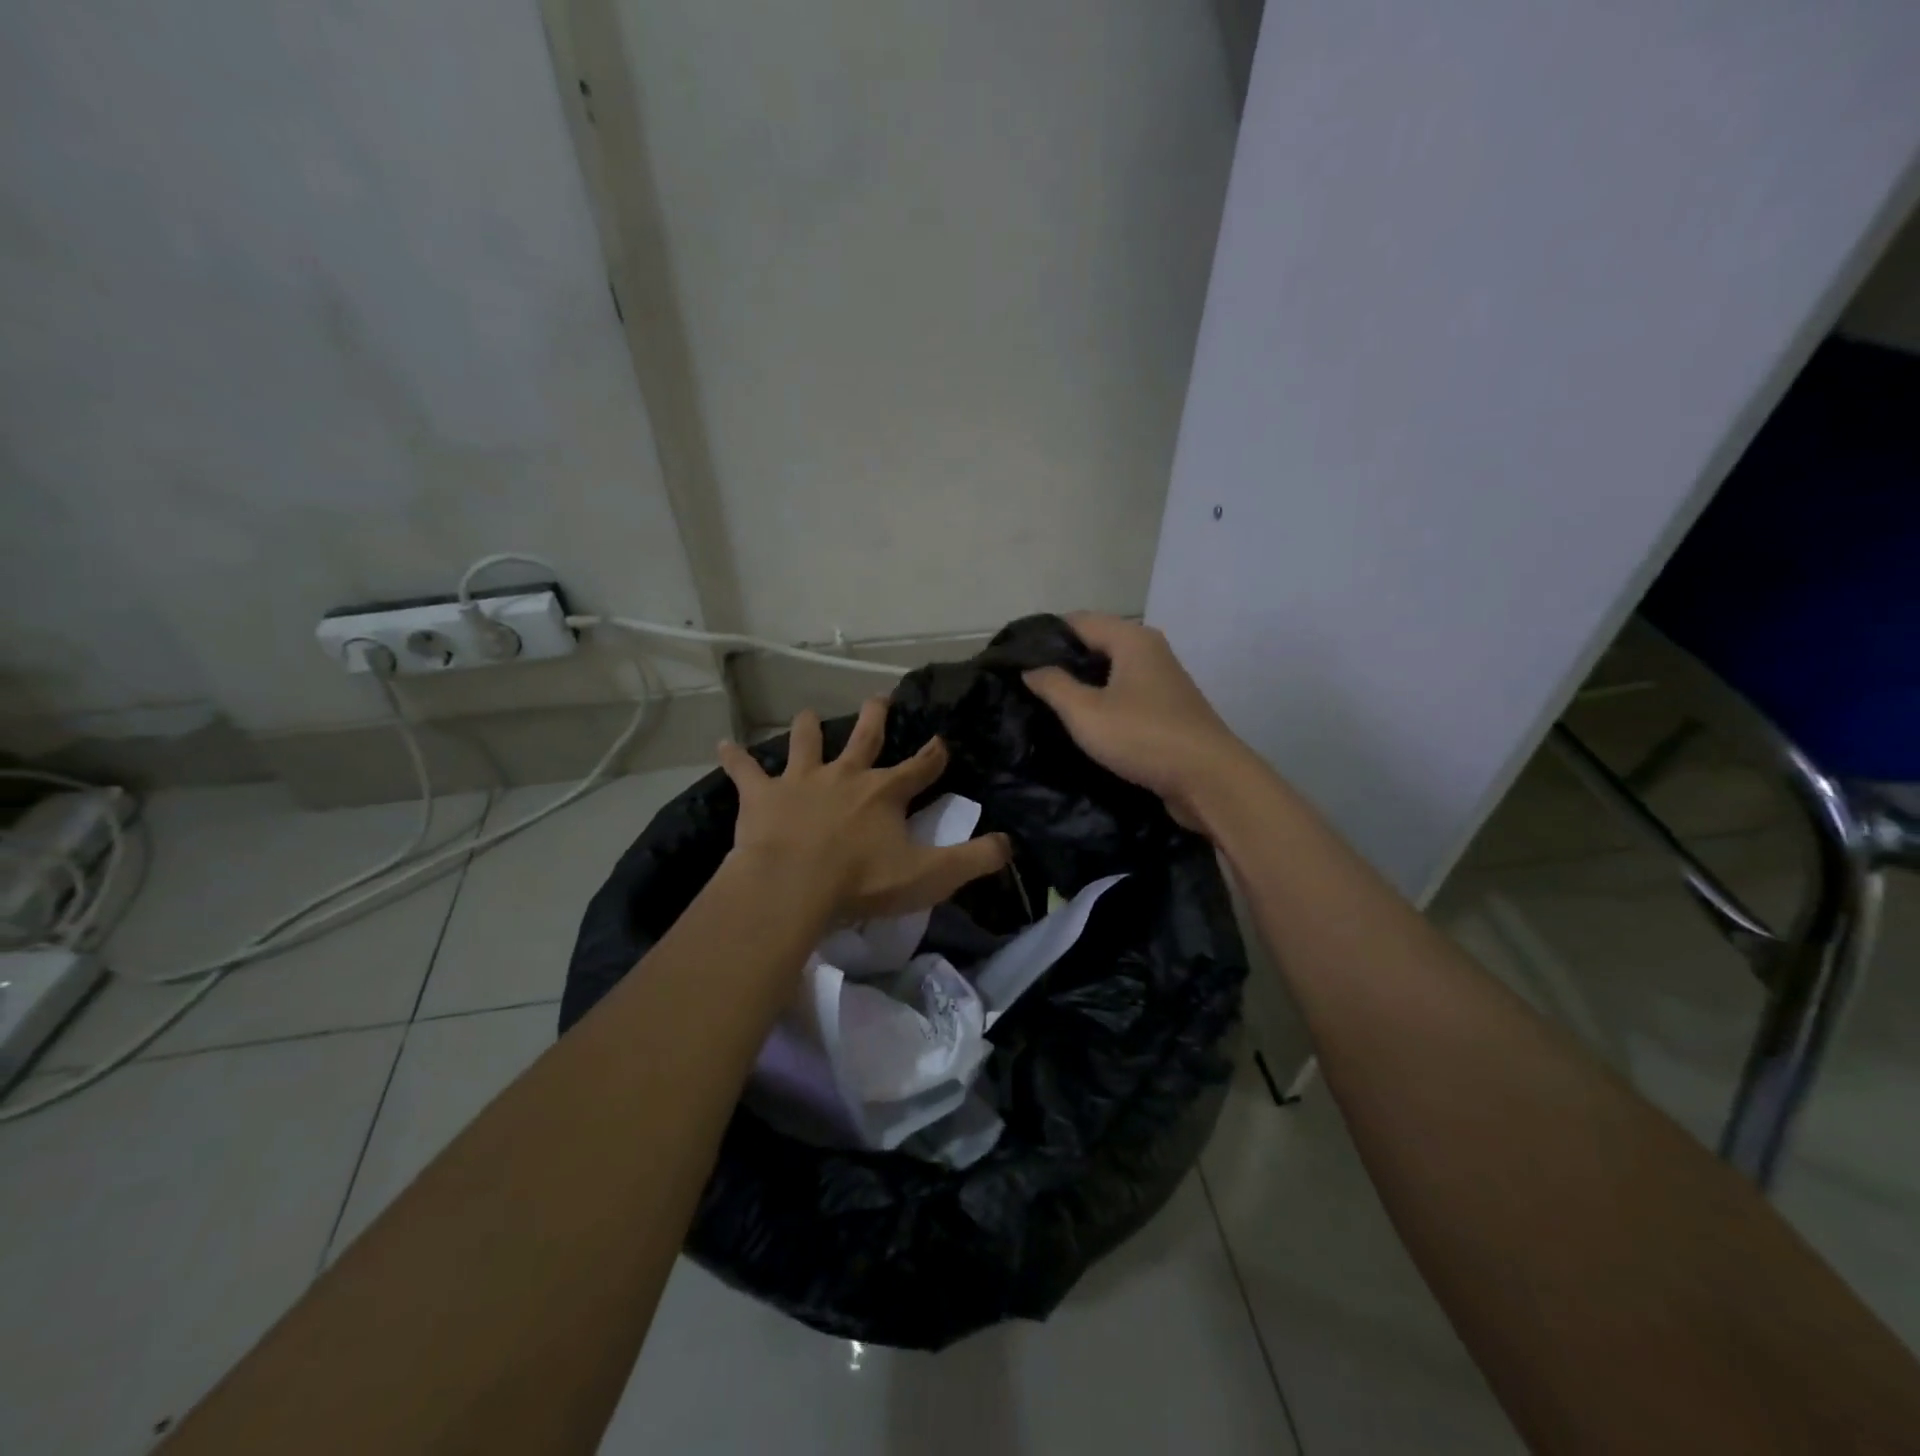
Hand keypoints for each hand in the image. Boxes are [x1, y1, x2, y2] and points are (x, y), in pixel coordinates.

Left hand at [717, 698, 1011, 921]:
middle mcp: (845, 774)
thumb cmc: (862, 882)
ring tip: (805, 715)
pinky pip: (745, 771)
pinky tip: (722, 744)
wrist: (792, 886)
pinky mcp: (762, 796)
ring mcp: (801, 780)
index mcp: (885, 792)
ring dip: (806, 729)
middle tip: (878, 699)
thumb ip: (973, 860)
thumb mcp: (929, 876)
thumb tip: (1008, 845)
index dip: (934, 755)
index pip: (920, 767)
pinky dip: (734, 758)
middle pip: (864, 737)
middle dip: (874, 718)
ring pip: (805, 743)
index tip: (942, 743)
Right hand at [1023, 613, 1257, 829]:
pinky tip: (1084, 722)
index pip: (1078, 621)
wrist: (1208, 780)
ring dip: (1083, 684)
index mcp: (1131, 639)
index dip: (1045, 636)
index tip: (1014, 658)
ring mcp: (1163, 680)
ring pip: (1112, 671)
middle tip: (1027, 684)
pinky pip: (1126, 694)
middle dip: (1062, 661)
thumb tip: (1030, 669)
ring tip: (1048, 704)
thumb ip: (1053, 686)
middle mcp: (1150, 650)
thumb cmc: (1143, 737)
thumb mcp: (1085, 712)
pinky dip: (1103, 701)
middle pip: (1096, 643)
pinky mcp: (1168, 709)